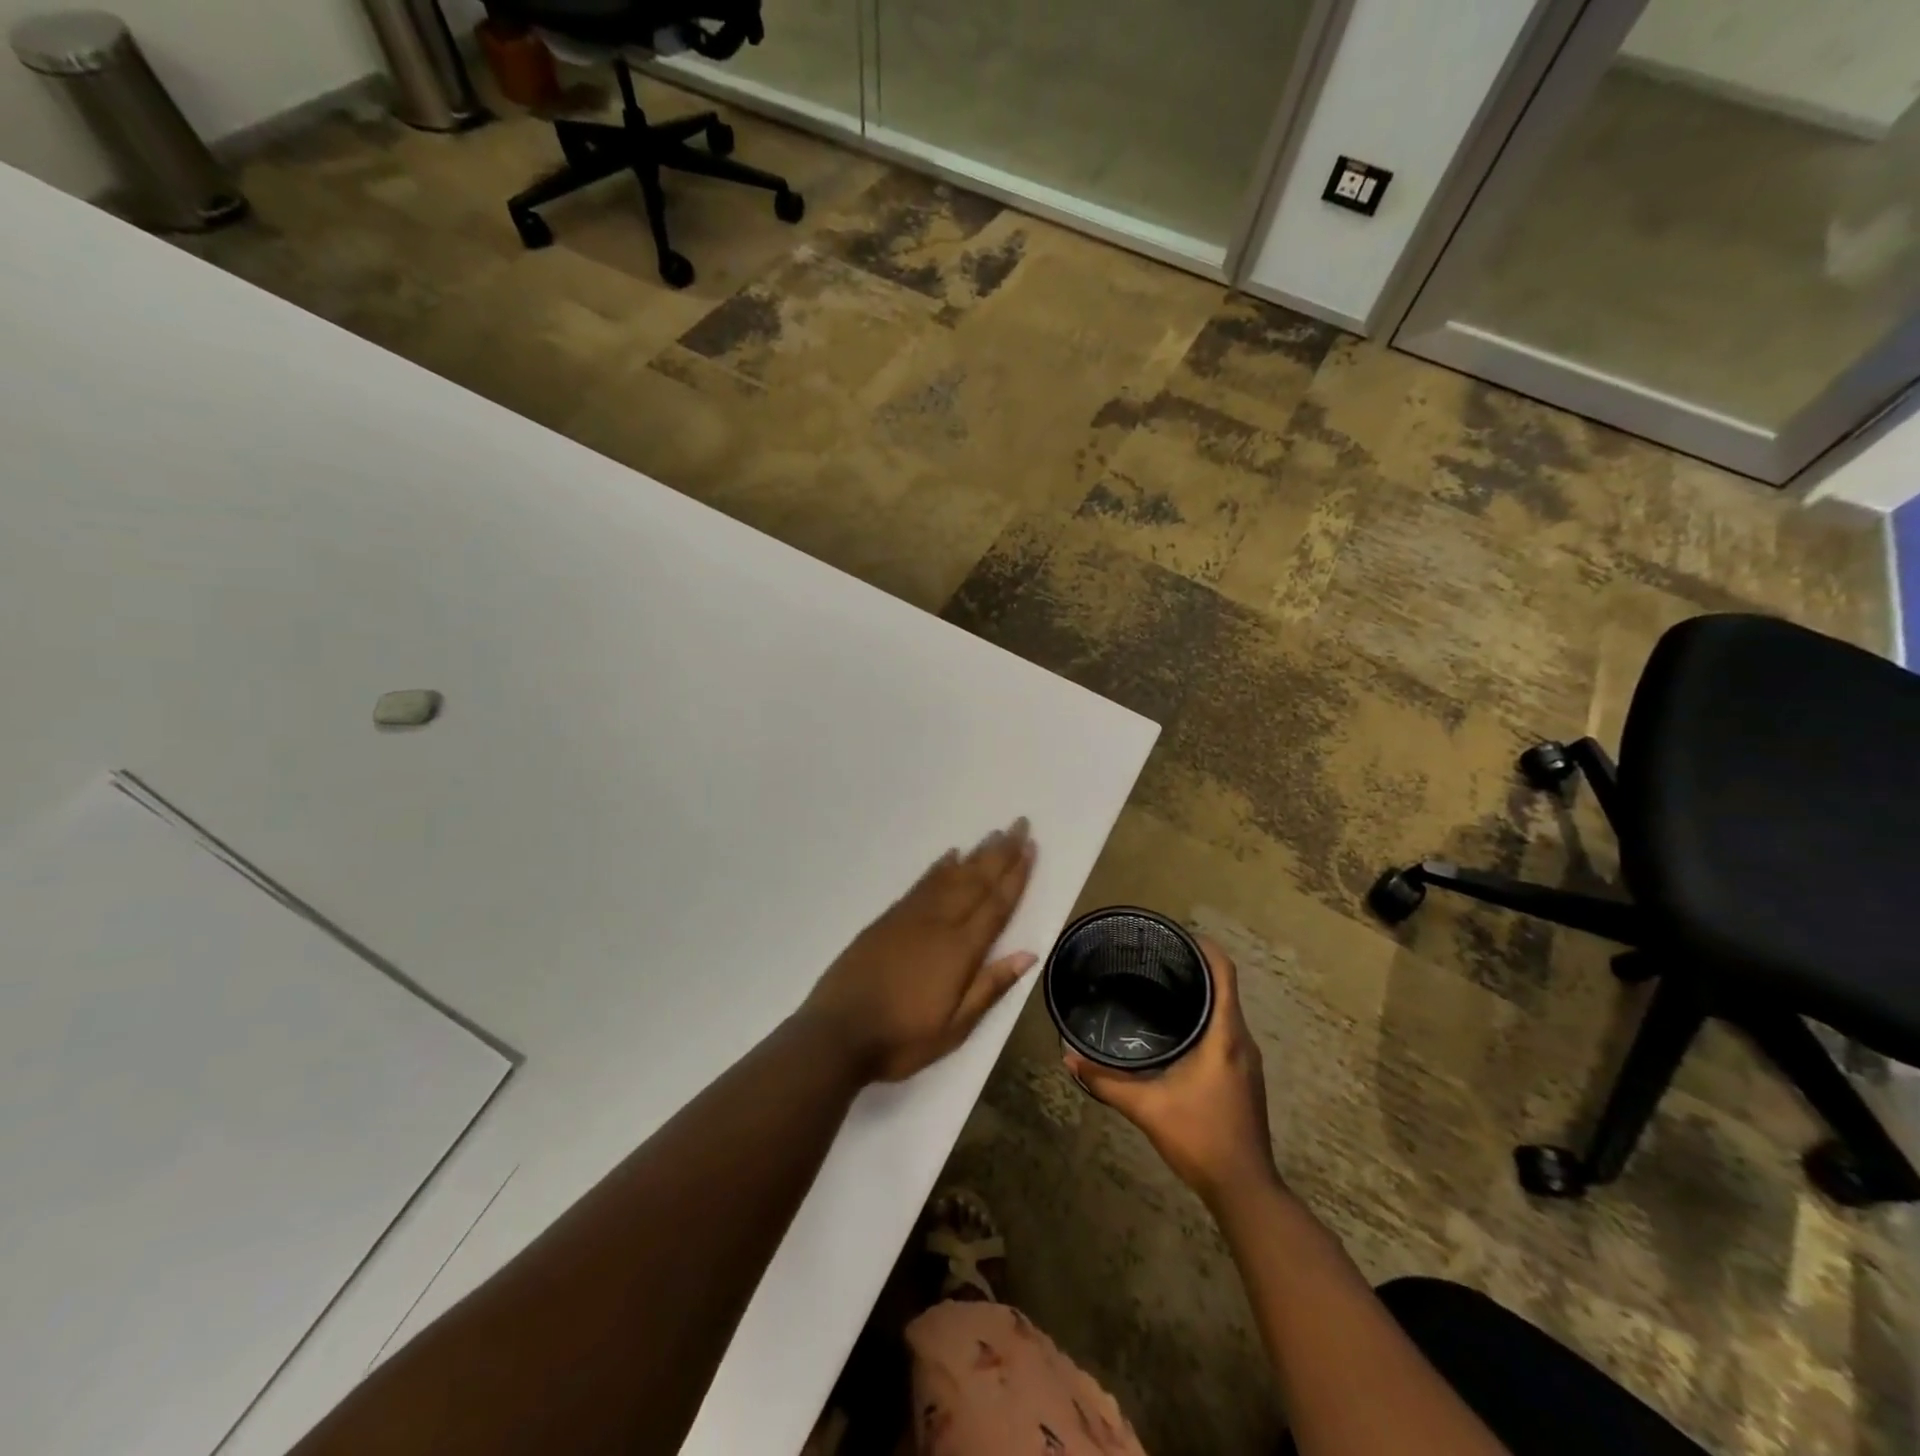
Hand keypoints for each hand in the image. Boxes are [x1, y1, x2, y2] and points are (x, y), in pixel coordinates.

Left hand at [804, 818, 1037, 1083]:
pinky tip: (950, 856)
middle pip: (976, 881)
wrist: (837, 1033)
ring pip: (951, 876)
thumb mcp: (954, 1028)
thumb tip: (1028, 954)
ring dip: (975, 854)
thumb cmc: (902, 1038)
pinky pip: (922, 884)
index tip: (1031, 848)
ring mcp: (911, 917)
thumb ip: (990, 987)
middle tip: (1020, 824)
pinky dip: (939, 867)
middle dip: (1001, 853)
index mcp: (960, 950)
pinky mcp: (888, 919)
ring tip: (994, 833)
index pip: (996, 905)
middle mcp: (939, 923)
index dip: (1016, 876)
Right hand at [1064, 937, 1278, 1205]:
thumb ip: (1106, 1082)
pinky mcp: (1245, 1076)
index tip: (1178, 935)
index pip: (1224, 975)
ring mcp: (1247, 1060)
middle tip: (1156, 959)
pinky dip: (1207, 1018)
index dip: (1206, 949)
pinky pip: (1227, 1031)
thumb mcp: (1146, 1108)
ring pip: (1227, 1011)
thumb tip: (1069, 1059)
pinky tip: (1178, 1029)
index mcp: (1226, 1036)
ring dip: (1202, 995)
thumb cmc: (1200, 1138)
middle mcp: (1242, 1041)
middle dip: (1196, 969)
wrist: (1245, 1190)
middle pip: (1226, 988)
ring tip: (1163, 986)